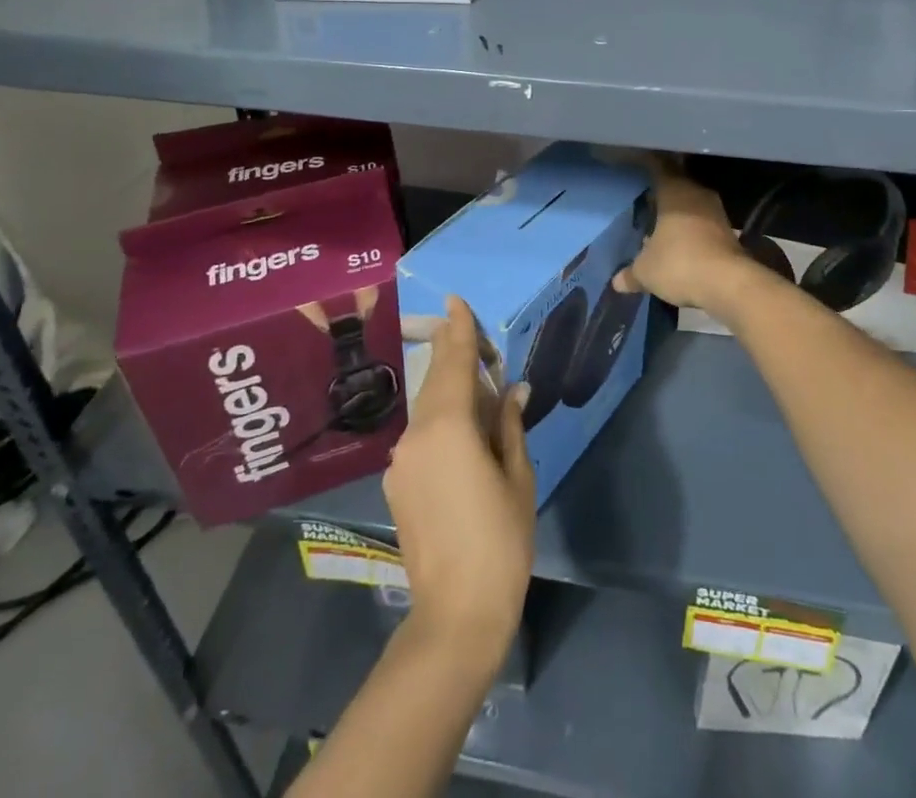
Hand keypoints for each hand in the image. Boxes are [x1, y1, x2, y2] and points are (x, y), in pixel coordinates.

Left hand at [383, 296, 534, 669]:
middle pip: (436, 382)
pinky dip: (439, 420)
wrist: (455, 613)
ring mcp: (402, 460)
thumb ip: (508, 425)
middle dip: (452, 356)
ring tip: (472, 381)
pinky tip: (460, 430)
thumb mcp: (517, 477)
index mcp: (447, 427)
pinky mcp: (397, 484)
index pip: (453, 364)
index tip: (455, 301)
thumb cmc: (500, 540)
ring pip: (427, 409)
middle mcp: (416, 434)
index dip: (458, 331)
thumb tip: (512, 390)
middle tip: (467, 333)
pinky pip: (421, 435)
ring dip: (447, 390)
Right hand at [612, 157, 767, 319]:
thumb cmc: (680, 264)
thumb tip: (617, 281)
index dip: (646, 164)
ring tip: (659, 224)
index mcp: (674, 191)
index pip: (658, 167)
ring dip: (678, 213)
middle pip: (676, 185)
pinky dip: (691, 230)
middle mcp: (697, 194)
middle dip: (661, 193)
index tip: (636, 166)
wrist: (730, 284)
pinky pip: (703, 223)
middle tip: (644, 200)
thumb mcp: (646, 271)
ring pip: (692, 204)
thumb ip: (631, 273)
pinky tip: (680, 244)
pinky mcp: (729, 232)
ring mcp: (716, 212)